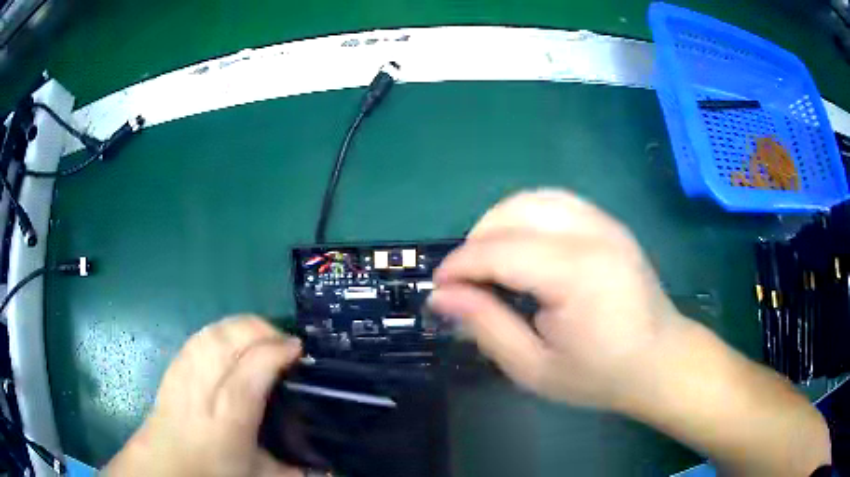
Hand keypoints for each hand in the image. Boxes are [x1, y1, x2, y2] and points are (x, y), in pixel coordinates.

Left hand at [103, 316, 302, 476]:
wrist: (166, 467)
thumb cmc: (214, 472)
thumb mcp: (262, 476)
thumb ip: (298, 469)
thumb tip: (332, 467)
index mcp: (228, 419)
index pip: (251, 369)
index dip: (276, 351)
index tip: (297, 349)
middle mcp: (202, 389)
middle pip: (227, 340)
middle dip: (259, 329)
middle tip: (282, 339)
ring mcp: (183, 373)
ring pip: (212, 332)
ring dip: (240, 326)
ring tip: (261, 335)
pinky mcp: (173, 366)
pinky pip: (199, 336)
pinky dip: (220, 330)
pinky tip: (231, 339)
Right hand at [429, 189, 682, 408]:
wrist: (660, 361)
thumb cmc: (601, 375)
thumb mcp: (534, 368)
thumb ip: (486, 326)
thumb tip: (443, 296)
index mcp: (576, 274)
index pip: (499, 250)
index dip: (460, 265)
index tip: (439, 288)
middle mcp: (591, 234)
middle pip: (512, 213)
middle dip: (476, 242)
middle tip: (467, 282)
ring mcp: (604, 222)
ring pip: (531, 199)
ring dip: (498, 224)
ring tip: (490, 262)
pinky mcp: (609, 223)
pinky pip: (555, 202)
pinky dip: (526, 217)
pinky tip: (523, 247)